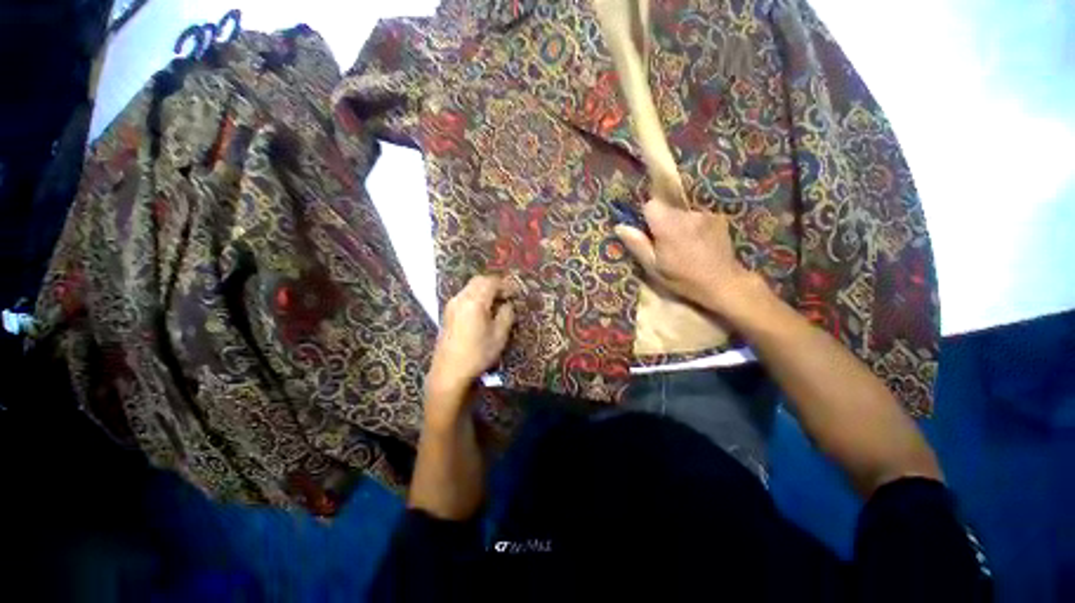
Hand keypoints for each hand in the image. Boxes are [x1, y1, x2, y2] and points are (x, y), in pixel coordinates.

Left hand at [427, 275, 514, 399]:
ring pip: (470, 287)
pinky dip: (476, 296)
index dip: (506, 285)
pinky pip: (464, 296)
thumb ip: (506, 314)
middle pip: (479, 280)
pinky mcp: (448, 313)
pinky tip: (483, 310)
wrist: (449, 372)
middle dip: (495, 284)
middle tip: (507, 296)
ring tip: (497, 303)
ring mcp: (452, 305)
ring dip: (485, 290)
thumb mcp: (499, 335)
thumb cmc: (477, 354)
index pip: (492, 282)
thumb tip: (507, 304)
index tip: (516, 294)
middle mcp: (461, 298)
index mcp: (474, 301)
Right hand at [613, 198, 759, 316]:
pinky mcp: (718, 219)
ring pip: (682, 214)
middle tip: (666, 244)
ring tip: (686, 246)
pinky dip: (695, 227)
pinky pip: (698, 218)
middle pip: (667, 209)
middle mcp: (686, 214)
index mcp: (667, 225)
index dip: (647, 218)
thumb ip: (637, 244)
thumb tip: (620, 227)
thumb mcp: (654, 267)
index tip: (649, 233)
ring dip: (680, 225)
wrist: (723, 283)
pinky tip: (700, 243)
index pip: (651, 205)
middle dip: (663, 222)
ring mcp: (704, 215)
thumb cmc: (683, 279)